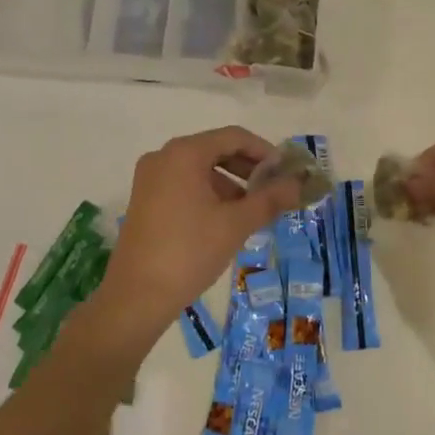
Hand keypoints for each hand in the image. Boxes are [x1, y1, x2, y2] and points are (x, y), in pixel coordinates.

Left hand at [81, 127, 300, 355]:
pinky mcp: (144, 200)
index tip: (286, 172)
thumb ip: (270, 199)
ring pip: (200, 169)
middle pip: (216, 150)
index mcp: (184, 153)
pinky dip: (209, 194)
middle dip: (248, 169)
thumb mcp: (235, 224)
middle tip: (273, 192)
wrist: (135, 298)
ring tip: (252, 212)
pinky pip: (184, 184)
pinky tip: (225, 221)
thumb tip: (299, 183)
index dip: (264, 151)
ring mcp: (150, 178)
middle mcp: (163, 157)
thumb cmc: (189, 252)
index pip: (234, 137)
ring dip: (230, 184)